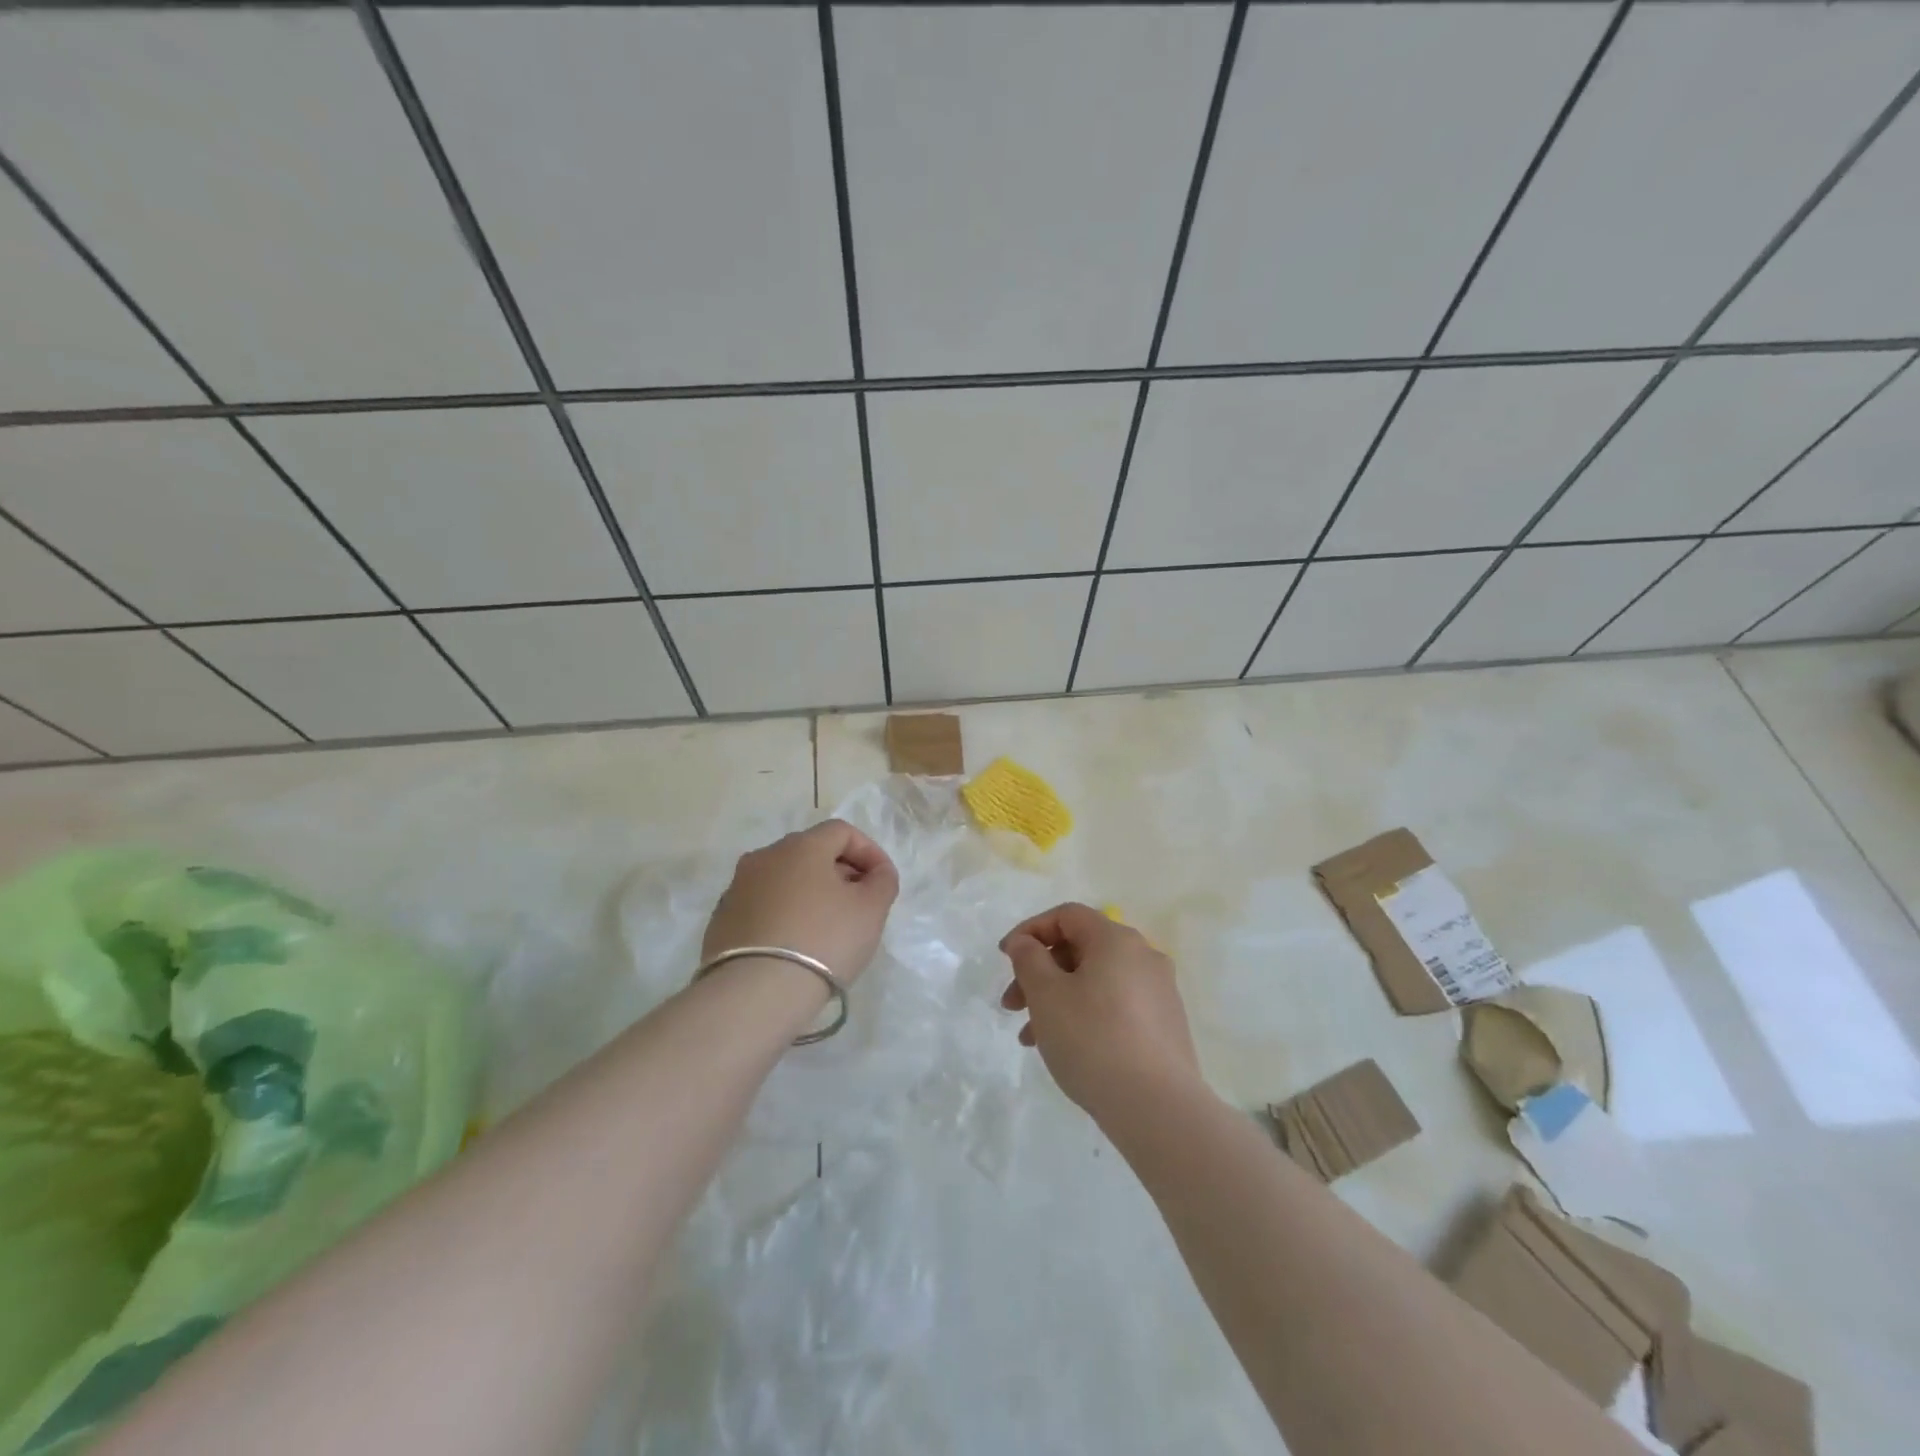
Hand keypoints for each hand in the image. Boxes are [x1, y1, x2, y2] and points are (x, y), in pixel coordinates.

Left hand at [702, 820, 899, 983]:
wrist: (754, 993)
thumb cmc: (823, 941)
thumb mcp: (871, 910)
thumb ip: (882, 881)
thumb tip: (876, 873)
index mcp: (801, 846)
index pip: (842, 831)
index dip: (869, 852)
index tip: (882, 882)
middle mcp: (765, 856)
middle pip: (811, 852)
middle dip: (840, 872)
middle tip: (858, 904)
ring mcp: (738, 887)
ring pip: (784, 879)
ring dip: (810, 893)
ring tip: (827, 927)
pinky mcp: (722, 919)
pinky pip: (764, 905)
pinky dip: (785, 914)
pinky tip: (796, 944)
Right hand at [999, 902, 1200, 1118]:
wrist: (1157, 1108)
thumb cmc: (1093, 1040)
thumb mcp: (1046, 995)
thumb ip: (1028, 959)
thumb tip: (1026, 943)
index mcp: (1116, 939)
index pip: (1067, 915)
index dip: (1030, 930)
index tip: (1005, 958)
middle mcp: (1143, 956)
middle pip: (1080, 948)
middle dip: (1040, 972)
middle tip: (1012, 1006)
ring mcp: (1159, 991)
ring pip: (1095, 981)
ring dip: (1058, 998)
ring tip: (1031, 1039)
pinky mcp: (1165, 1024)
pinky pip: (1115, 1005)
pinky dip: (1085, 1014)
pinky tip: (1067, 1048)